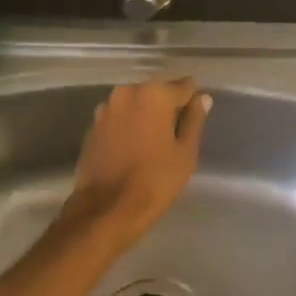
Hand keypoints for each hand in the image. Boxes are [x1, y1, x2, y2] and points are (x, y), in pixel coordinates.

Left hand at [60, 78, 211, 253]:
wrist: (106, 209)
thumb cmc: (155, 180)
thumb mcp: (185, 152)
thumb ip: (194, 120)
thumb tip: (202, 98)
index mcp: (155, 94)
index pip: (184, 86)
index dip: (193, 100)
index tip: (197, 116)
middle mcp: (128, 92)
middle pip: (157, 92)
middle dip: (168, 106)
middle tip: (177, 132)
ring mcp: (106, 108)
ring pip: (136, 104)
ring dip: (146, 115)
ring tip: (155, 141)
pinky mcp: (93, 126)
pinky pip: (119, 118)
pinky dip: (128, 126)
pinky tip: (134, 147)